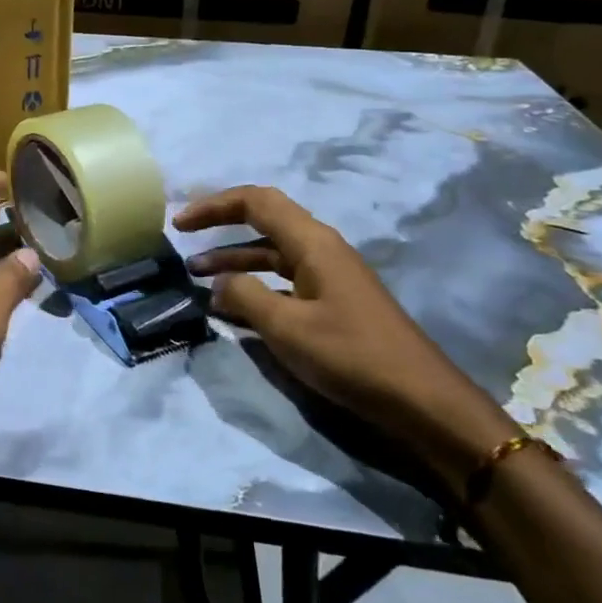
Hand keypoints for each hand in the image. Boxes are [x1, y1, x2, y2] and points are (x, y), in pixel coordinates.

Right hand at [177, 185, 518, 493]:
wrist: (422, 401)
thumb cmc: (351, 355)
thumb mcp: (287, 327)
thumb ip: (245, 296)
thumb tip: (220, 282)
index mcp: (312, 242)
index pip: (255, 201)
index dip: (213, 205)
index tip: (179, 223)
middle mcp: (320, 249)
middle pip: (263, 221)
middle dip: (221, 225)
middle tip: (183, 238)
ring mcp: (328, 276)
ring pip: (271, 253)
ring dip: (233, 259)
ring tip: (196, 276)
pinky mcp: (332, 302)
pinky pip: (283, 280)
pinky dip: (254, 285)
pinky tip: (233, 307)